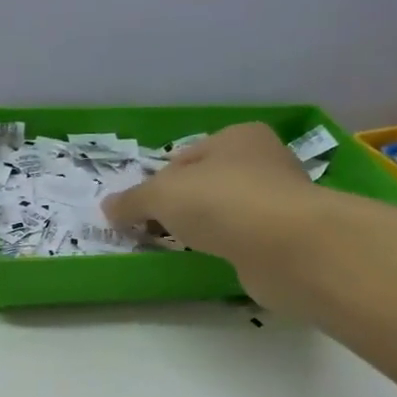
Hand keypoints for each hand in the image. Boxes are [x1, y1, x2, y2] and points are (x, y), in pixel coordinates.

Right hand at [100, 122, 323, 302]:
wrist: (289, 247)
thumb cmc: (221, 202)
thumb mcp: (161, 195)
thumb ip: (132, 200)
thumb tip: (107, 208)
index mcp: (237, 137)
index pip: (184, 157)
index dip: (157, 182)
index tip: (140, 210)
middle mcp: (263, 161)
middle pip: (205, 183)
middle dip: (179, 206)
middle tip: (153, 230)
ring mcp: (279, 200)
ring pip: (225, 212)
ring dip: (204, 228)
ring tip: (181, 247)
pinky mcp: (287, 236)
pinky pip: (243, 239)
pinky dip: (226, 247)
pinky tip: (213, 259)